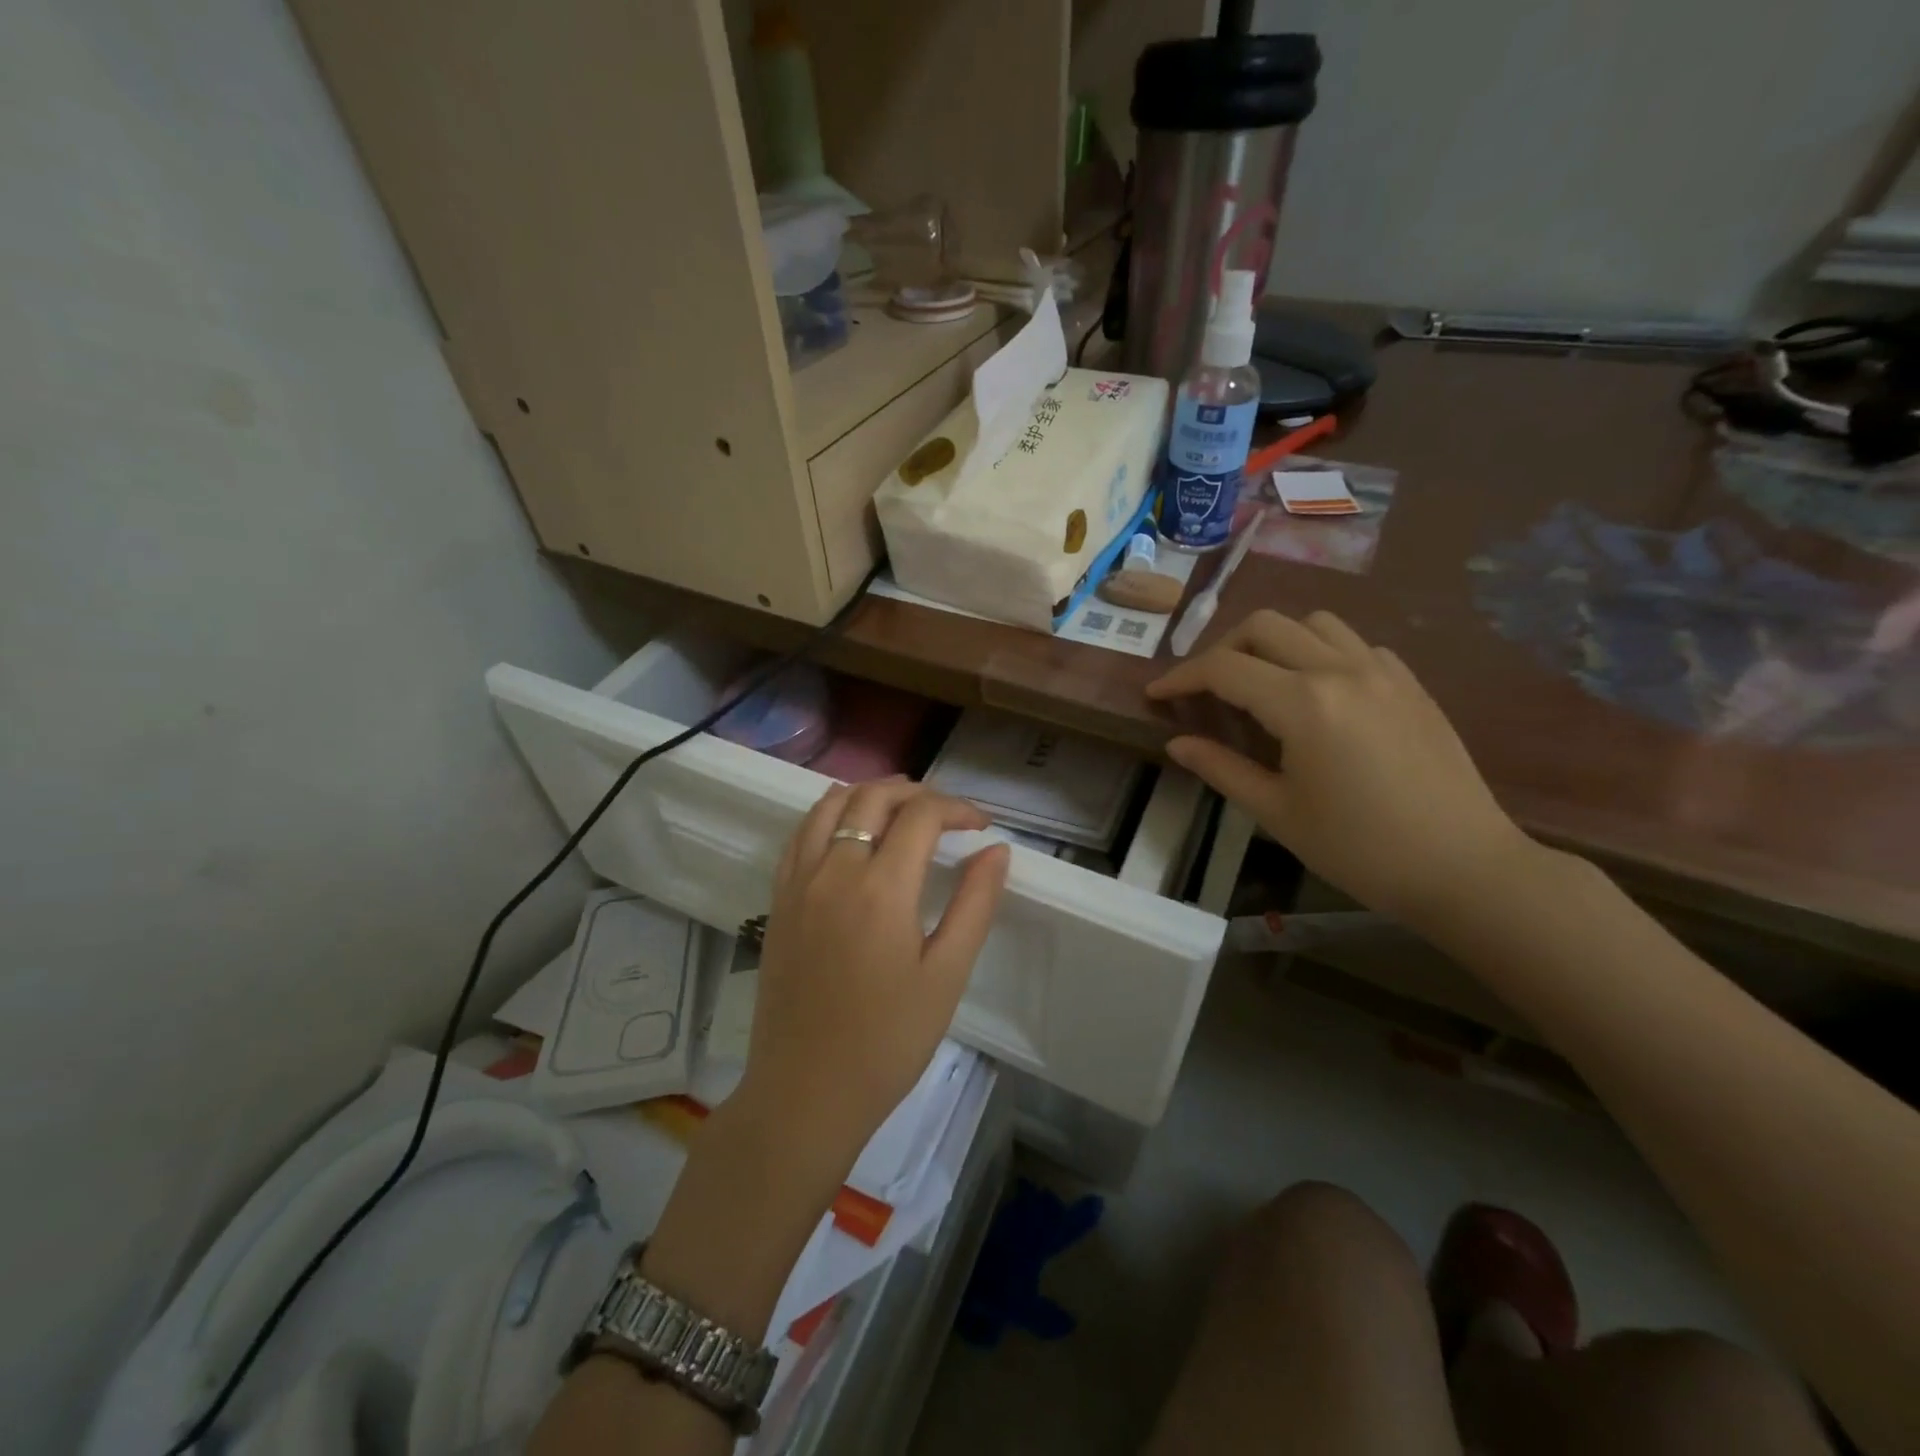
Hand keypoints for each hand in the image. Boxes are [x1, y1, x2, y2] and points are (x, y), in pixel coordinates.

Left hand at [737, 779, 1010, 1178]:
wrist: (805, 1092)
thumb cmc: (886, 1041)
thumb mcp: (946, 976)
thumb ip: (973, 905)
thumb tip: (996, 851)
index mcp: (881, 888)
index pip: (921, 815)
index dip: (958, 809)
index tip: (982, 826)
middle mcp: (834, 870)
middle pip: (873, 797)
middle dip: (917, 793)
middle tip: (947, 814)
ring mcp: (799, 882)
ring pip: (831, 805)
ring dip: (871, 794)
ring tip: (901, 808)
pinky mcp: (778, 900)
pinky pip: (801, 833)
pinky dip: (829, 813)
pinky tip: (848, 829)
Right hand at [1148, 610, 1533, 929]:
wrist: (1464, 868)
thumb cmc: (1359, 849)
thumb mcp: (1278, 812)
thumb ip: (1221, 768)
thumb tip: (1176, 743)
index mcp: (1304, 704)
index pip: (1224, 669)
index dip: (1181, 677)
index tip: (1156, 693)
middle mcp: (1341, 670)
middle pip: (1264, 626)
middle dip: (1222, 649)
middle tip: (1204, 687)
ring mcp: (1383, 671)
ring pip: (1313, 624)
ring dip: (1273, 641)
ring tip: (1258, 681)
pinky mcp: (1410, 683)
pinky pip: (1354, 644)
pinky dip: (1320, 653)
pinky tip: (1316, 692)